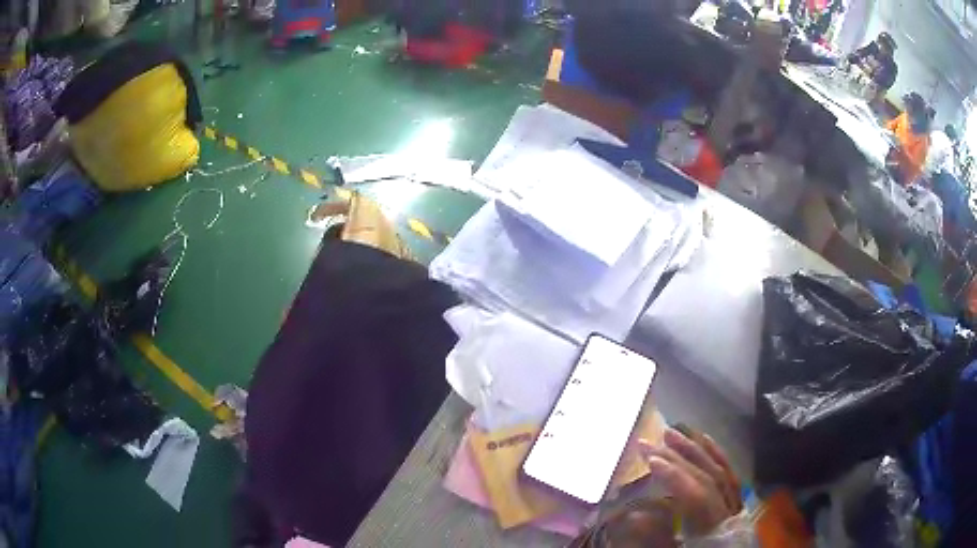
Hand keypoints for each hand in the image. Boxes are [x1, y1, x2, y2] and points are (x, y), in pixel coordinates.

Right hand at [639, 428, 742, 536]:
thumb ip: (655, 541)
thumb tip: (634, 513)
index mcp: (713, 529)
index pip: (696, 494)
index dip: (674, 475)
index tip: (648, 458)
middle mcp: (728, 512)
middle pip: (708, 477)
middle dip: (680, 457)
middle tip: (651, 441)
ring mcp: (734, 506)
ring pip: (721, 471)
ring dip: (697, 450)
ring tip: (674, 433)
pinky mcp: (733, 505)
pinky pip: (728, 475)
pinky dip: (716, 456)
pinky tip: (704, 442)